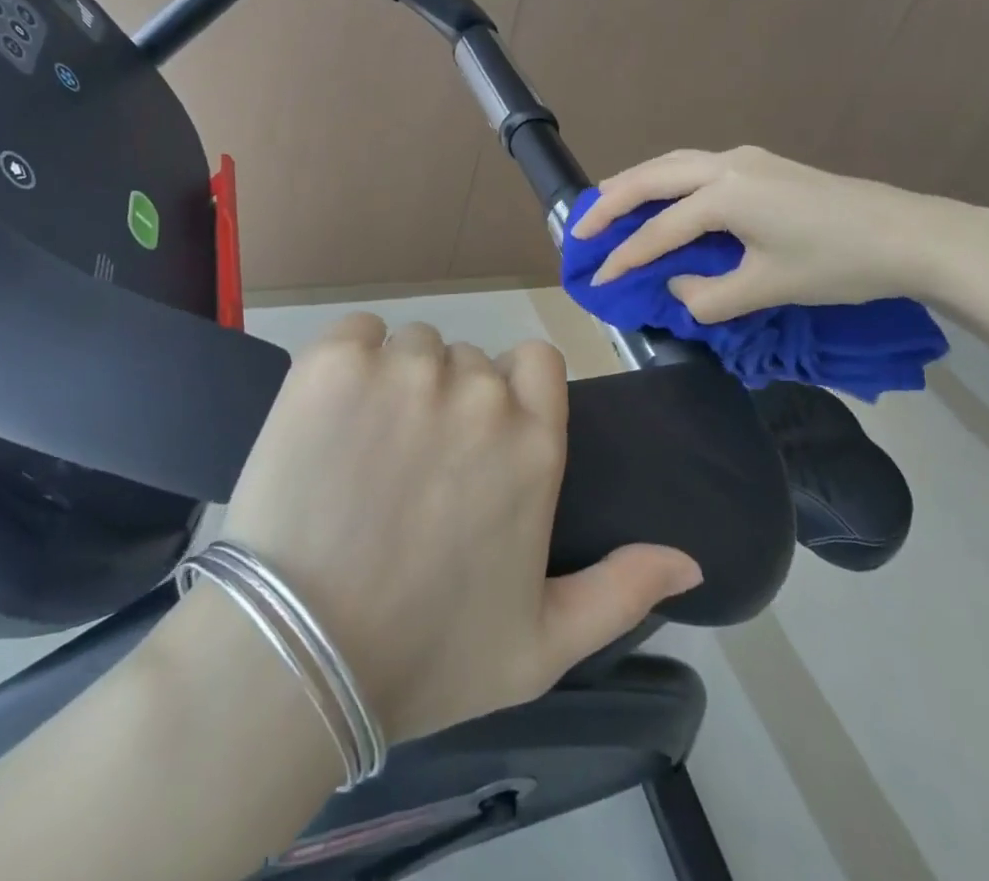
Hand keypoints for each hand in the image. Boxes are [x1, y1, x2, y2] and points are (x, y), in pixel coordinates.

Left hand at [219, 314, 701, 744]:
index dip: (510, 388)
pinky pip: (358, 332)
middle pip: (466, 360)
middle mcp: (478, 394)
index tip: (479, 435)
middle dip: (445, 399)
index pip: (537, 361)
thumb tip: (690, 561)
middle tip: (407, 467)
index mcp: (533, 444)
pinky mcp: (335, 362)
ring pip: (412, 347)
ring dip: (396, 382)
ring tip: (363, 452)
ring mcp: (404, 371)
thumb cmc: (424, 656)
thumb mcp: (541, 646)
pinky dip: (349, 361)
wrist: (298, 656)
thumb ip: (621, 591)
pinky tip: (330, 417)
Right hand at [574, 146, 988, 321]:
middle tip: (578, 228)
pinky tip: (661, 195)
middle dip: (610, 202)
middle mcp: (726, 166)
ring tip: (604, 202)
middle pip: (652, 177)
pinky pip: (694, 165)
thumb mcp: (769, 288)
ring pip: (672, 163)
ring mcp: (745, 159)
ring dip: (635, 183)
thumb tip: (678, 289)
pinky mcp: (760, 163)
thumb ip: (710, 296)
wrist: (909, 235)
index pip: (660, 230)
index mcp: (725, 196)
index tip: (598, 280)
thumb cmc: (838, 264)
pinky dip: (664, 179)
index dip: (626, 258)